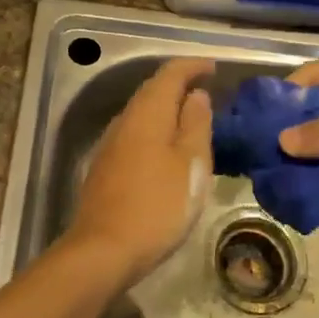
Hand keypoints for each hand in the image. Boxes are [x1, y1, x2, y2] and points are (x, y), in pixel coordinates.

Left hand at [65, 58, 213, 287]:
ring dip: (167, 108)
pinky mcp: (105, 167)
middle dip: (179, 84)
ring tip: (192, 117)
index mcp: (148, 112)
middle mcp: (125, 120)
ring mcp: (111, 144)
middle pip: (153, 90)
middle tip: (207, 90)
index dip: (193, 66)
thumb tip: (197, 94)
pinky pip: (135, 133)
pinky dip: (155, 129)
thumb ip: (196, 124)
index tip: (214, 68)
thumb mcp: (191, 163)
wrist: (104, 250)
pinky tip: (167, 147)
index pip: (170, 73)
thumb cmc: (158, 204)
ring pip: (142, 113)